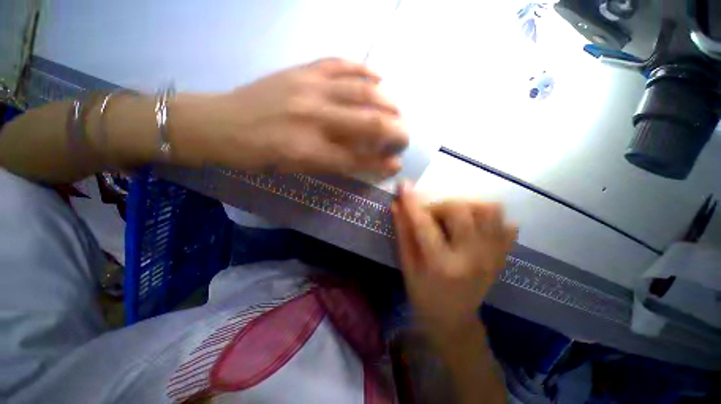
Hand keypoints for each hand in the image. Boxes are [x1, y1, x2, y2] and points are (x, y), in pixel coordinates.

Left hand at [172, 58, 407, 176]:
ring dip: (389, 102)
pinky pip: (341, 63)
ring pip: (363, 91)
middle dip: (395, 131)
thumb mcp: (298, 169)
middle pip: (369, 124)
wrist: (222, 124)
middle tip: (404, 136)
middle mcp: (315, 119)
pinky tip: (379, 75)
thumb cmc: (260, 155)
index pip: (359, 160)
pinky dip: (365, 69)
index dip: (382, 163)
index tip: (397, 163)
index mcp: (309, 151)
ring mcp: (309, 88)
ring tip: (398, 110)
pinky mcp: (302, 70)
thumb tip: (366, 160)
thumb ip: (334, 165)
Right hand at [391, 184, 516, 343]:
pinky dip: (489, 218)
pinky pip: (506, 224)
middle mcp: (472, 258)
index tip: (403, 185)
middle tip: (430, 215)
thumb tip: (396, 205)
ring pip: (490, 211)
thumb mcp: (407, 266)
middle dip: (440, 205)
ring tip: (453, 217)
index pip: (425, 225)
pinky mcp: (502, 256)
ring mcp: (492, 256)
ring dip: (466, 206)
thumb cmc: (423, 294)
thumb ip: (403, 234)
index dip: (412, 203)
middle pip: (462, 211)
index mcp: (441, 265)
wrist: (453, 320)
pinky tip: (473, 226)